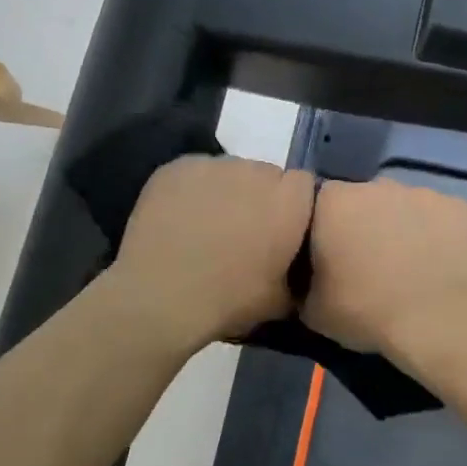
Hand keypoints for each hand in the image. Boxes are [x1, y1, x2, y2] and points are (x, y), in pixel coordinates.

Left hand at [107, 154, 316, 354]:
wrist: (161, 297)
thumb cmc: (229, 300)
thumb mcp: (281, 300)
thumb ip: (298, 273)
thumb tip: (297, 270)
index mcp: (289, 201)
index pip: (304, 184)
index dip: (293, 205)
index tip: (281, 229)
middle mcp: (256, 172)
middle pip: (266, 175)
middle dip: (260, 197)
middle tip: (243, 230)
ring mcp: (214, 165)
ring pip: (230, 171)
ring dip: (226, 191)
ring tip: (208, 225)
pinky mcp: (178, 166)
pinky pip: (195, 172)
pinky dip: (193, 190)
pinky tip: (181, 217)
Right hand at [302, 178, 466, 358]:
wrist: (440, 321)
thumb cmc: (367, 311)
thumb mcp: (313, 311)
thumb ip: (303, 284)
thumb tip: (308, 281)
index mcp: (334, 202)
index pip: (319, 205)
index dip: (323, 231)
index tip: (329, 259)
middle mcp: (378, 185)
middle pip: (364, 201)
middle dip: (364, 226)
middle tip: (369, 266)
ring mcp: (423, 193)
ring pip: (404, 208)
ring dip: (401, 230)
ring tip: (408, 269)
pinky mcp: (460, 208)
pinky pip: (440, 219)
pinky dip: (437, 236)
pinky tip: (439, 266)